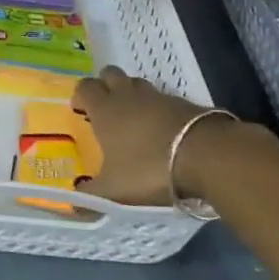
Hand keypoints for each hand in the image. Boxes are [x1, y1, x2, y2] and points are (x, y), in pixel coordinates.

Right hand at [72, 66, 214, 205]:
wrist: (204, 156)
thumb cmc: (149, 169)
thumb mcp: (115, 191)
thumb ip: (92, 196)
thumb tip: (74, 204)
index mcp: (105, 109)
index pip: (85, 87)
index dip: (81, 95)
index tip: (80, 110)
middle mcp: (127, 95)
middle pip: (110, 74)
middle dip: (105, 85)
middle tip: (106, 108)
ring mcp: (157, 96)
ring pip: (137, 83)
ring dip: (132, 93)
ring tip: (134, 117)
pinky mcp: (183, 103)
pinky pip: (163, 98)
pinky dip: (158, 108)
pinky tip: (163, 129)